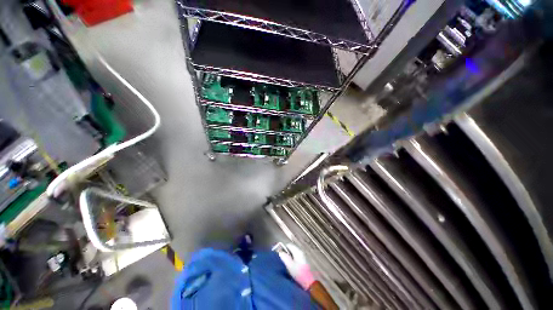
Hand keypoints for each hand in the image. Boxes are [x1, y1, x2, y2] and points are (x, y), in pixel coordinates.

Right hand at [278, 243, 315, 289]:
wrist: (309, 283)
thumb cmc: (299, 273)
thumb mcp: (289, 265)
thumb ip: (284, 257)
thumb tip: (280, 252)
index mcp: (297, 251)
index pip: (288, 245)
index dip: (283, 248)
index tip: (279, 255)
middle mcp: (301, 252)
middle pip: (291, 249)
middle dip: (286, 253)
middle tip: (282, 260)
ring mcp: (303, 257)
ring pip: (293, 254)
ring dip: (289, 257)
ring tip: (286, 264)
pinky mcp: (304, 262)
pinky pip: (296, 258)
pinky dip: (292, 260)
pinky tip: (291, 267)